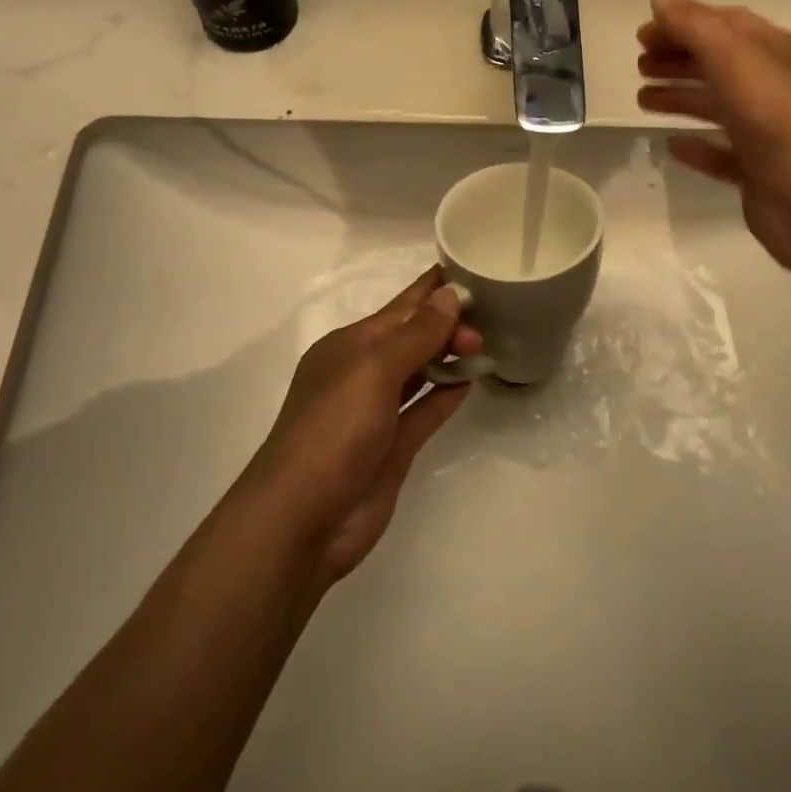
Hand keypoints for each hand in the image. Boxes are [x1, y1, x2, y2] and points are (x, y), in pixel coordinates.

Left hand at [243, 268, 480, 583]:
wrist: (301, 522)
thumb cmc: (334, 430)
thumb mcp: (374, 369)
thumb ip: (416, 333)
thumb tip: (450, 294)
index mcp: (350, 345)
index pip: (401, 306)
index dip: (433, 288)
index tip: (471, 268)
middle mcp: (363, 373)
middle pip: (413, 336)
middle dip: (448, 323)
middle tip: (489, 322)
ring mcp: (377, 412)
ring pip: (421, 371)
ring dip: (450, 355)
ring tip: (488, 341)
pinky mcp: (392, 447)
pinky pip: (425, 409)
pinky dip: (447, 393)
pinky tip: (472, 380)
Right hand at [636, 0, 790, 275]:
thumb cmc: (778, 118)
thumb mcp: (734, 58)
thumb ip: (694, 25)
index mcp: (776, 52)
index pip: (725, 24)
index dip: (682, 23)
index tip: (642, 33)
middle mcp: (774, 87)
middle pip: (718, 64)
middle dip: (677, 60)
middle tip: (638, 65)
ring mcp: (768, 132)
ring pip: (717, 106)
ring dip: (679, 97)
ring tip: (641, 100)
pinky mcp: (759, 172)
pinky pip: (722, 153)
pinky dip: (696, 146)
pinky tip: (671, 146)